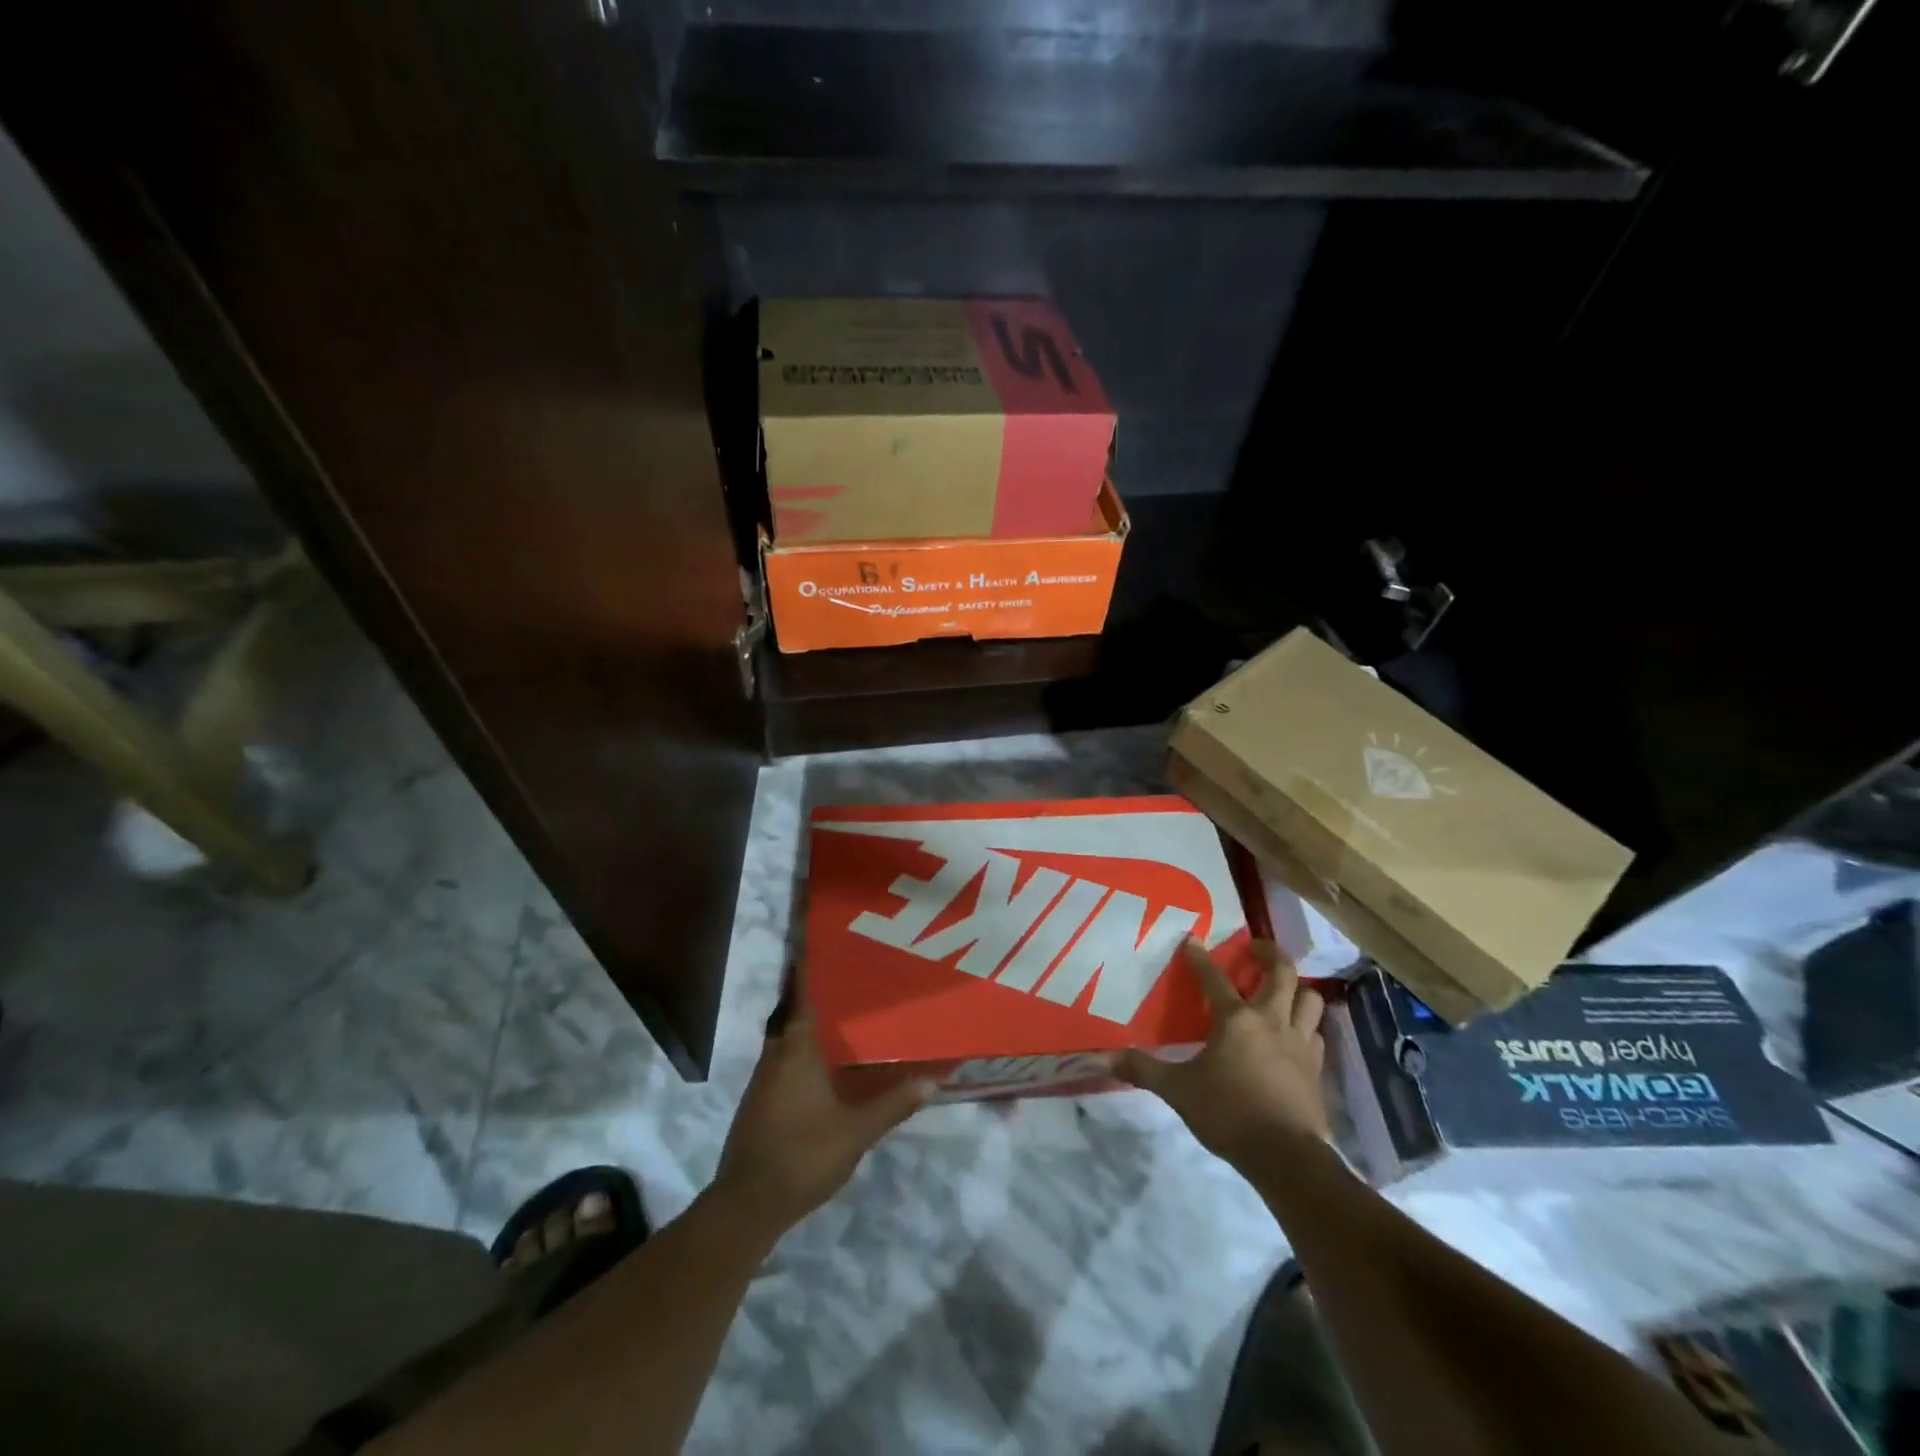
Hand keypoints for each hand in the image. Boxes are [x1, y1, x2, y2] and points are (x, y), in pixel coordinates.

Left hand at [714, 972, 931, 1232]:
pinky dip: (806, 1051)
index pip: (800, 992)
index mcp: (796, 1048)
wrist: (747, 1204)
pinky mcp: (761, 1099)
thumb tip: (932, 1080)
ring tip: (847, 1016)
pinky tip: (828, 1065)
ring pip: (789, 1037)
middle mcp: (776, 1053)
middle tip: (852, 977)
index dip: (808, 965)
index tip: (820, 940)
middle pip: (795, 1011)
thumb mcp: (856, 1131)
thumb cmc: (802, 1155)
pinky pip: (786, 1060)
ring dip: (812, 1024)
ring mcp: (764, 1077)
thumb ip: (893, 1104)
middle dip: (819, 993)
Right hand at [1120, 938, 1329, 1169]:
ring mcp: (1300, 1043)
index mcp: (1236, 1019)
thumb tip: (1105, 1058)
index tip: (1192, 940)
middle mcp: (1271, 1020)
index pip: (1214, 978)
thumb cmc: (1229, 1114)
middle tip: (1254, 949)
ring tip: (1280, 989)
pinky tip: (1293, 1034)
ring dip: (1296, 988)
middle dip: (1269, 953)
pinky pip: (1316, 1033)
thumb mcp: (1178, 1091)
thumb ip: (1144, 1070)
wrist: (1287, 1157)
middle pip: (1281, 972)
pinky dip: (1306, 1026)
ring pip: (1310, 999)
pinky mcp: (1317, 1067)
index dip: (1199, 957)